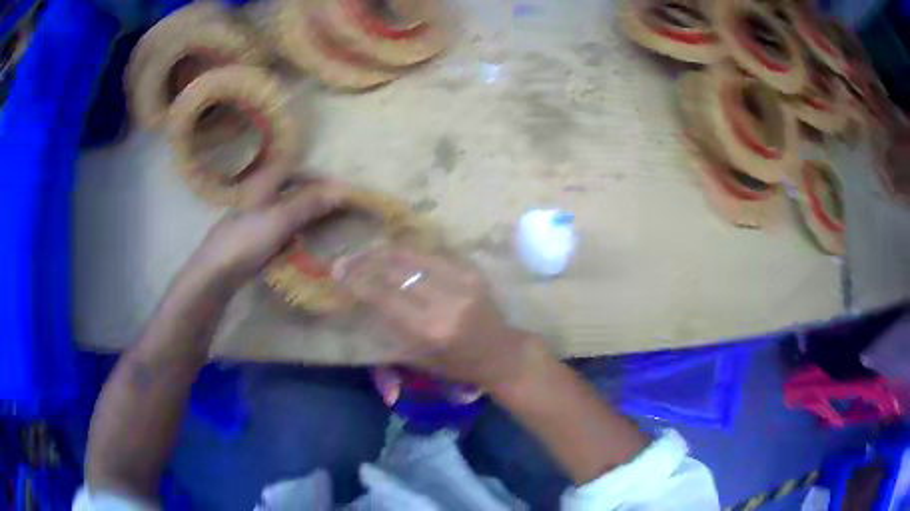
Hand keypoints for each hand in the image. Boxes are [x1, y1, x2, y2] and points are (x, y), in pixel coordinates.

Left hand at [189, 182, 345, 283]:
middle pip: (289, 188)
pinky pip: (277, 229)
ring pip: (283, 209)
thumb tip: (342, 189)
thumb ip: (309, 203)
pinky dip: (292, 231)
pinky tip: (300, 243)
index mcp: (262, 183)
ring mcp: (251, 218)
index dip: (315, 172)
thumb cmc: (245, 241)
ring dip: (303, 214)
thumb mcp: (280, 219)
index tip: (337, 183)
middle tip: (336, 204)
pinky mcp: (249, 239)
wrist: (213, 275)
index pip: (293, 166)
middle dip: (312, 194)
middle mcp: (256, 196)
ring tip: (324, 222)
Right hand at [334, 248, 538, 388]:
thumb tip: (363, 298)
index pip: (386, 297)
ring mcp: (463, 281)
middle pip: (397, 271)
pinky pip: (433, 256)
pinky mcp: (472, 271)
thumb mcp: (420, 358)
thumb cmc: (458, 365)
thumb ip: (392, 328)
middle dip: (366, 262)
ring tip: (365, 252)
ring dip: (385, 253)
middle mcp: (447, 301)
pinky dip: (409, 254)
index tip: (337, 273)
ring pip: (414, 257)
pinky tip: (393, 253)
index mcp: (432, 329)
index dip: (358, 282)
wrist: (503, 353)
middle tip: (345, 259)